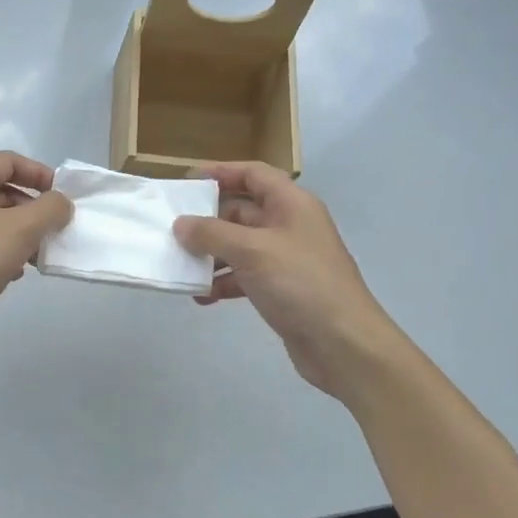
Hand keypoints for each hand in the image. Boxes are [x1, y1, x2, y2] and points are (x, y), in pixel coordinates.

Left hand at [0, 152, 73, 358]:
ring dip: (22, 233)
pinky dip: (3, 251)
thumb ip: (49, 209)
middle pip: (2, 190)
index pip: (9, 161)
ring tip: (40, 255)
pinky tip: (16, 272)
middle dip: (33, 209)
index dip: (40, 174)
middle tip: (56, 230)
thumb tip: (61, 203)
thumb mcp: (21, 229)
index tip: (64, 197)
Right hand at [173, 161, 404, 398]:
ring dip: (212, 255)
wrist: (344, 344)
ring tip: (181, 267)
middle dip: (208, 220)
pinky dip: (223, 282)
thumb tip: (181, 224)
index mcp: (291, 204)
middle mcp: (290, 225)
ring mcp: (286, 259)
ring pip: (240, 246)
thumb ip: (211, 233)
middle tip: (173, 230)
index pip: (253, 174)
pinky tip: (202, 297)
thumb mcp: (251, 250)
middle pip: (242, 211)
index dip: (221, 172)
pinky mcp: (282, 289)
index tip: (187, 182)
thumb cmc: (300, 283)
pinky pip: (245, 276)